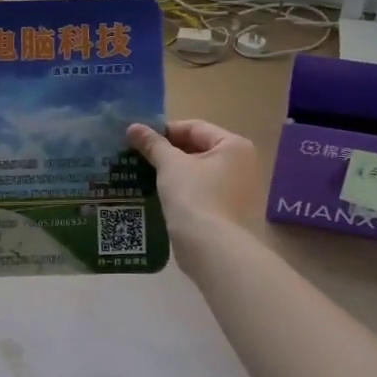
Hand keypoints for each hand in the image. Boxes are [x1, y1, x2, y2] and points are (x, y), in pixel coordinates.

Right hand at [126, 119, 259, 235]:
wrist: (212, 249)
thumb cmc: (195, 197)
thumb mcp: (170, 165)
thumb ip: (152, 144)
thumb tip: (133, 126)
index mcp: (234, 146)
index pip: (195, 128)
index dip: (164, 131)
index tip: (139, 139)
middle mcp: (243, 165)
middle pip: (198, 150)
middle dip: (168, 154)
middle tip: (138, 157)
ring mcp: (239, 191)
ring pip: (199, 173)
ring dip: (174, 173)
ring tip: (144, 175)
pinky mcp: (230, 213)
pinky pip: (202, 193)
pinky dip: (183, 192)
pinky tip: (160, 197)